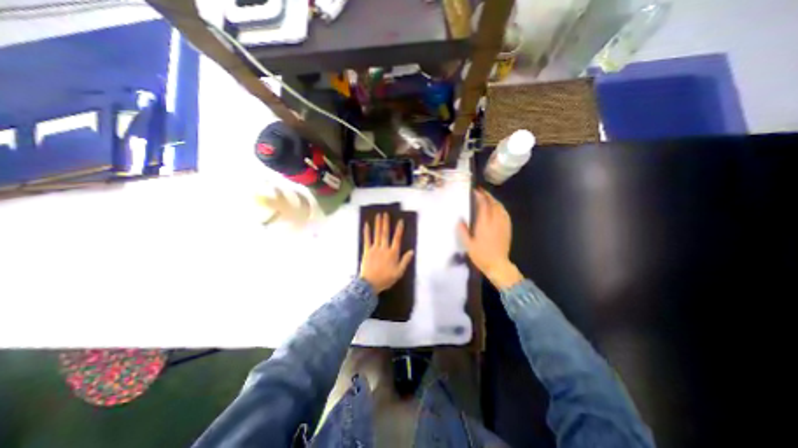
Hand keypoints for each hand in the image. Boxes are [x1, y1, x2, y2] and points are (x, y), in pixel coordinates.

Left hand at [358, 213, 414, 293]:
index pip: (397, 239)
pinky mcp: (366, 251)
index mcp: (393, 253)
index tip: (400, 221)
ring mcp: (374, 249)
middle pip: (385, 233)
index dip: (399, 229)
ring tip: (378, 215)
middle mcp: (384, 248)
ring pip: (377, 234)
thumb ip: (405, 261)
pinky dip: (366, 232)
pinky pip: (366, 239)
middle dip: (386, 223)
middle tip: (385, 213)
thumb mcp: (399, 272)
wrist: (370, 284)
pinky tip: (366, 225)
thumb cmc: (386, 279)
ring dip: (378, 224)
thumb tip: (412, 251)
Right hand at [455, 189, 523, 288]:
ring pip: (500, 207)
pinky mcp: (507, 229)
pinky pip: (505, 214)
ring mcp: (503, 225)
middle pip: (493, 204)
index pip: (483, 205)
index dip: (480, 196)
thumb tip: (459, 220)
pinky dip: (500, 208)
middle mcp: (495, 221)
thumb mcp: (468, 245)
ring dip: (494, 200)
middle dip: (488, 196)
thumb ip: (463, 231)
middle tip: (481, 191)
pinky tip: (497, 208)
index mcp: (484, 224)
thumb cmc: (481, 255)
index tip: (475, 191)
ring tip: (488, 198)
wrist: (498, 265)